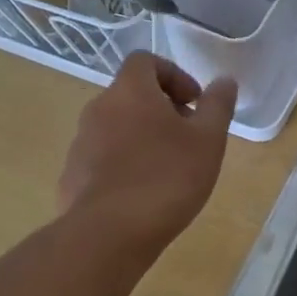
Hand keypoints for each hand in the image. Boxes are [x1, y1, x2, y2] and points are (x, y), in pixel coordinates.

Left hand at [57, 53, 235, 253]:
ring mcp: (81, 144)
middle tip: (188, 137)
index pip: (145, 60)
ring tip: (168, 170)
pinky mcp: (72, 176)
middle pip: (131, 95)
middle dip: (162, 109)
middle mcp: (99, 109)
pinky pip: (102, 159)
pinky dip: (124, 165)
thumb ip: (217, 105)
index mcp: (130, 91)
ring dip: (142, 137)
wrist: (108, 234)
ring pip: (116, 127)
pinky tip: (143, 195)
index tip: (194, 102)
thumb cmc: (166, 177)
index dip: (174, 75)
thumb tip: (224, 81)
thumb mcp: (208, 140)